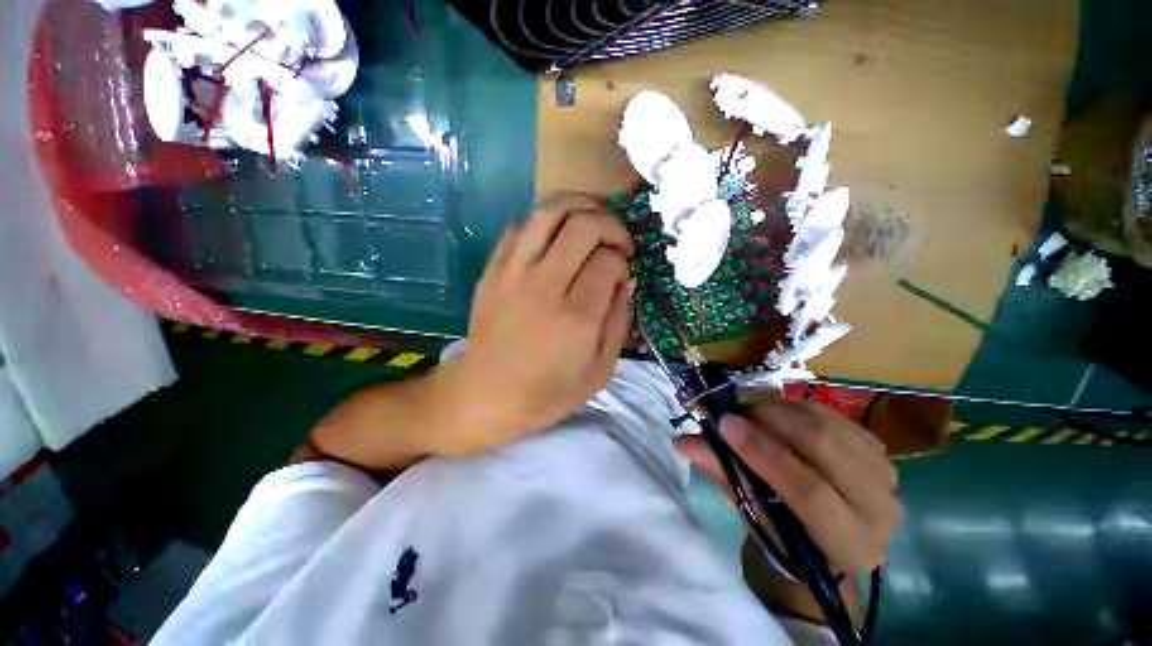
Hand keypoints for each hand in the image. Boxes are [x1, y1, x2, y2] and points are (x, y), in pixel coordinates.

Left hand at [437, 194, 635, 454]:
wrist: (485, 395)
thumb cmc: (547, 392)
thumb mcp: (600, 371)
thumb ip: (619, 322)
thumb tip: (627, 281)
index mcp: (576, 317)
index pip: (608, 262)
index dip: (622, 263)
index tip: (621, 276)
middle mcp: (544, 286)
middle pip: (583, 225)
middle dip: (611, 225)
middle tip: (618, 242)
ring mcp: (513, 273)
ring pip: (549, 212)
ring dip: (580, 206)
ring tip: (593, 219)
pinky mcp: (492, 270)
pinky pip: (520, 226)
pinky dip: (545, 220)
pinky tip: (557, 235)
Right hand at [676, 401, 900, 574]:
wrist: (822, 535)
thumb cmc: (781, 533)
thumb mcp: (750, 512)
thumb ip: (722, 473)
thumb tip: (683, 441)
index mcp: (849, 545)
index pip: (809, 492)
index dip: (764, 453)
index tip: (724, 423)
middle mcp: (880, 512)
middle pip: (826, 450)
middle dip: (773, 421)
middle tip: (736, 412)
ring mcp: (887, 478)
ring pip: (831, 426)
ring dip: (783, 411)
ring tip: (752, 413)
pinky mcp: (879, 451)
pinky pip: (837, 417)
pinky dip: (800, 410)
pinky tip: (780, 416)